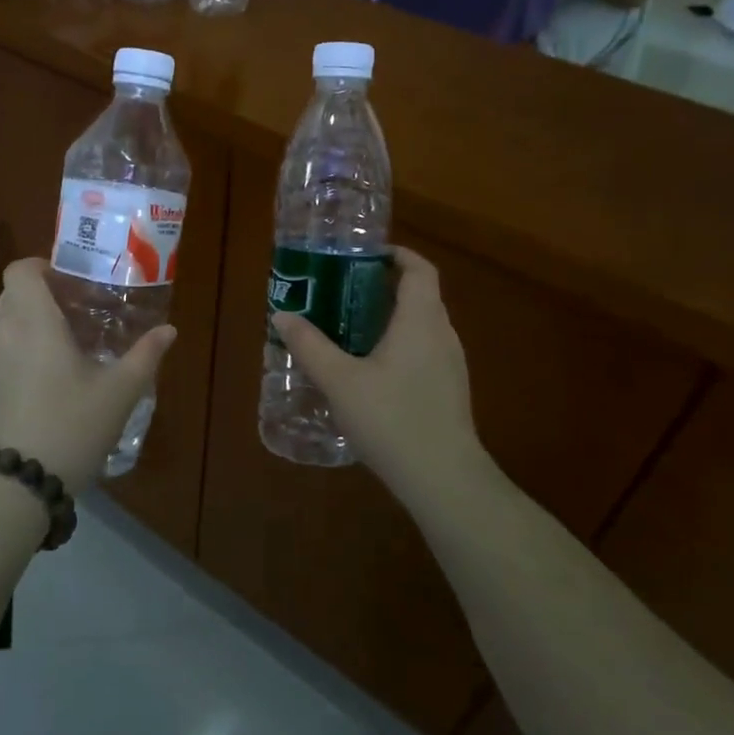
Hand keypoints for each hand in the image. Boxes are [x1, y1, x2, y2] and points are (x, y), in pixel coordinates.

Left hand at [0, 259, 176, 496]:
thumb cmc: (69, 428)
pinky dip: (19, 357)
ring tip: (67, 355)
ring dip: (32, 329)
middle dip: (44, 299)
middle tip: (80, 318)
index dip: (43, 267)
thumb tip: (169, 330)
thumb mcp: (118, 393)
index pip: (21, 270)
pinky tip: (45, 388)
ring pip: (5, 328)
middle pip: (14, 297)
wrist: (10, 488)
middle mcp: (2, 335)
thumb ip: (145, 356)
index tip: (72, 284)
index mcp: (33, 323)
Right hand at [271, 245, 489, 490]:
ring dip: (391, 318)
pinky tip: (371, 371)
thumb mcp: (339, 381)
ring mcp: (450, 364)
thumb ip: (310, 345)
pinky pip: (424, 351)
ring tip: (350, 329)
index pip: (419, 269)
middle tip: (343, 292)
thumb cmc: (391, 418)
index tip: (363, 257)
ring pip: (422, 325)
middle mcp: (442, 334)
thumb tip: (283, 315)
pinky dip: (400, 345)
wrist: (443, 479)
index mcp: (420, 320)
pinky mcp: (449, 390)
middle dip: (384, 287)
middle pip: (420, 295)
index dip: (396, 255)